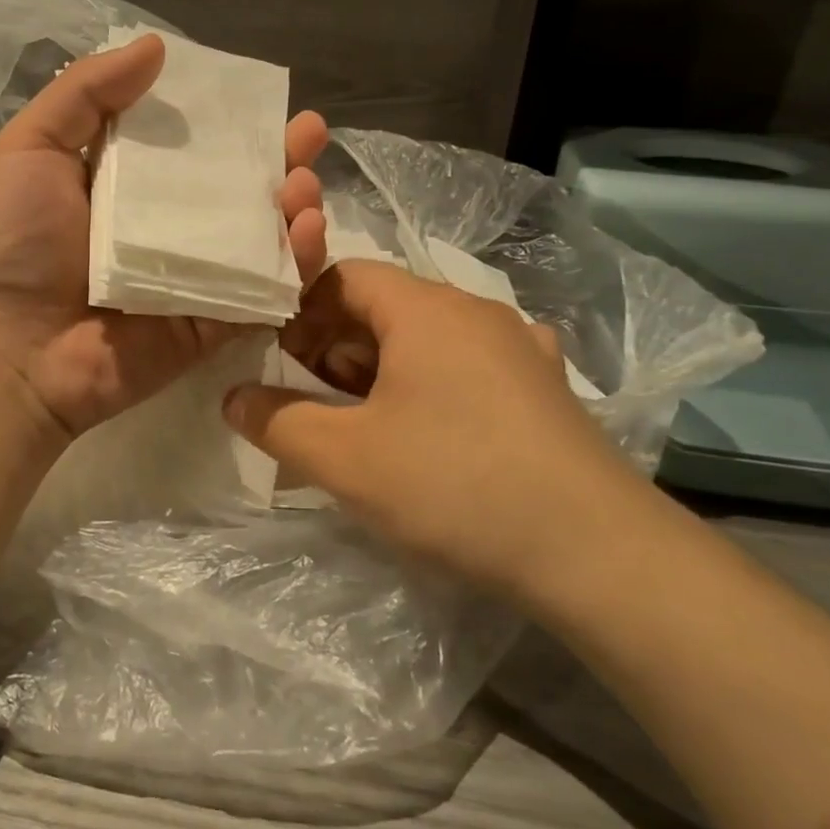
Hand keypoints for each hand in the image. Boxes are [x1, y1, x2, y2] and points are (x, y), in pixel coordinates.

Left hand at [0, 33, 328, 437]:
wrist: (14, 348)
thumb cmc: (15, 245)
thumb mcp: (30, 149)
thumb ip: (85, 94)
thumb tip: (156, 45)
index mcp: (132, 186)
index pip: (193, 144)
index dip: (229, 119)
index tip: (261, 97)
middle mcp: (171, 227)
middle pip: (239, 188)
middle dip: (281, 157)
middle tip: (309, 133)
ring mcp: (197, 275)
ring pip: (262, 237)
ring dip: (295, 207)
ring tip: (304, 186)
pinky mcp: (215, 321)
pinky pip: (265, 292)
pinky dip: (296, 266)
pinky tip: (308, 234)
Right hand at [223, 260, 643, 594]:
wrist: (596, 552)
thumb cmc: (454, 485)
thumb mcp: (345, 458)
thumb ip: (276, 421)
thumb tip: (233, 396)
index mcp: (426, 307)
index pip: (342, 276)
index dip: (299, 311)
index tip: (275, 358)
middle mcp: (475, 311)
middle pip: (384, 307)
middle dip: (334, 348)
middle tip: (308, 401)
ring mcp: (519, 348)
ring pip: (425, 340)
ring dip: (379, 372)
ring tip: (359, 427)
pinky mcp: (544, 388)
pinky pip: (466, 369)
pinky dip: (428, 388)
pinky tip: (426, 438)